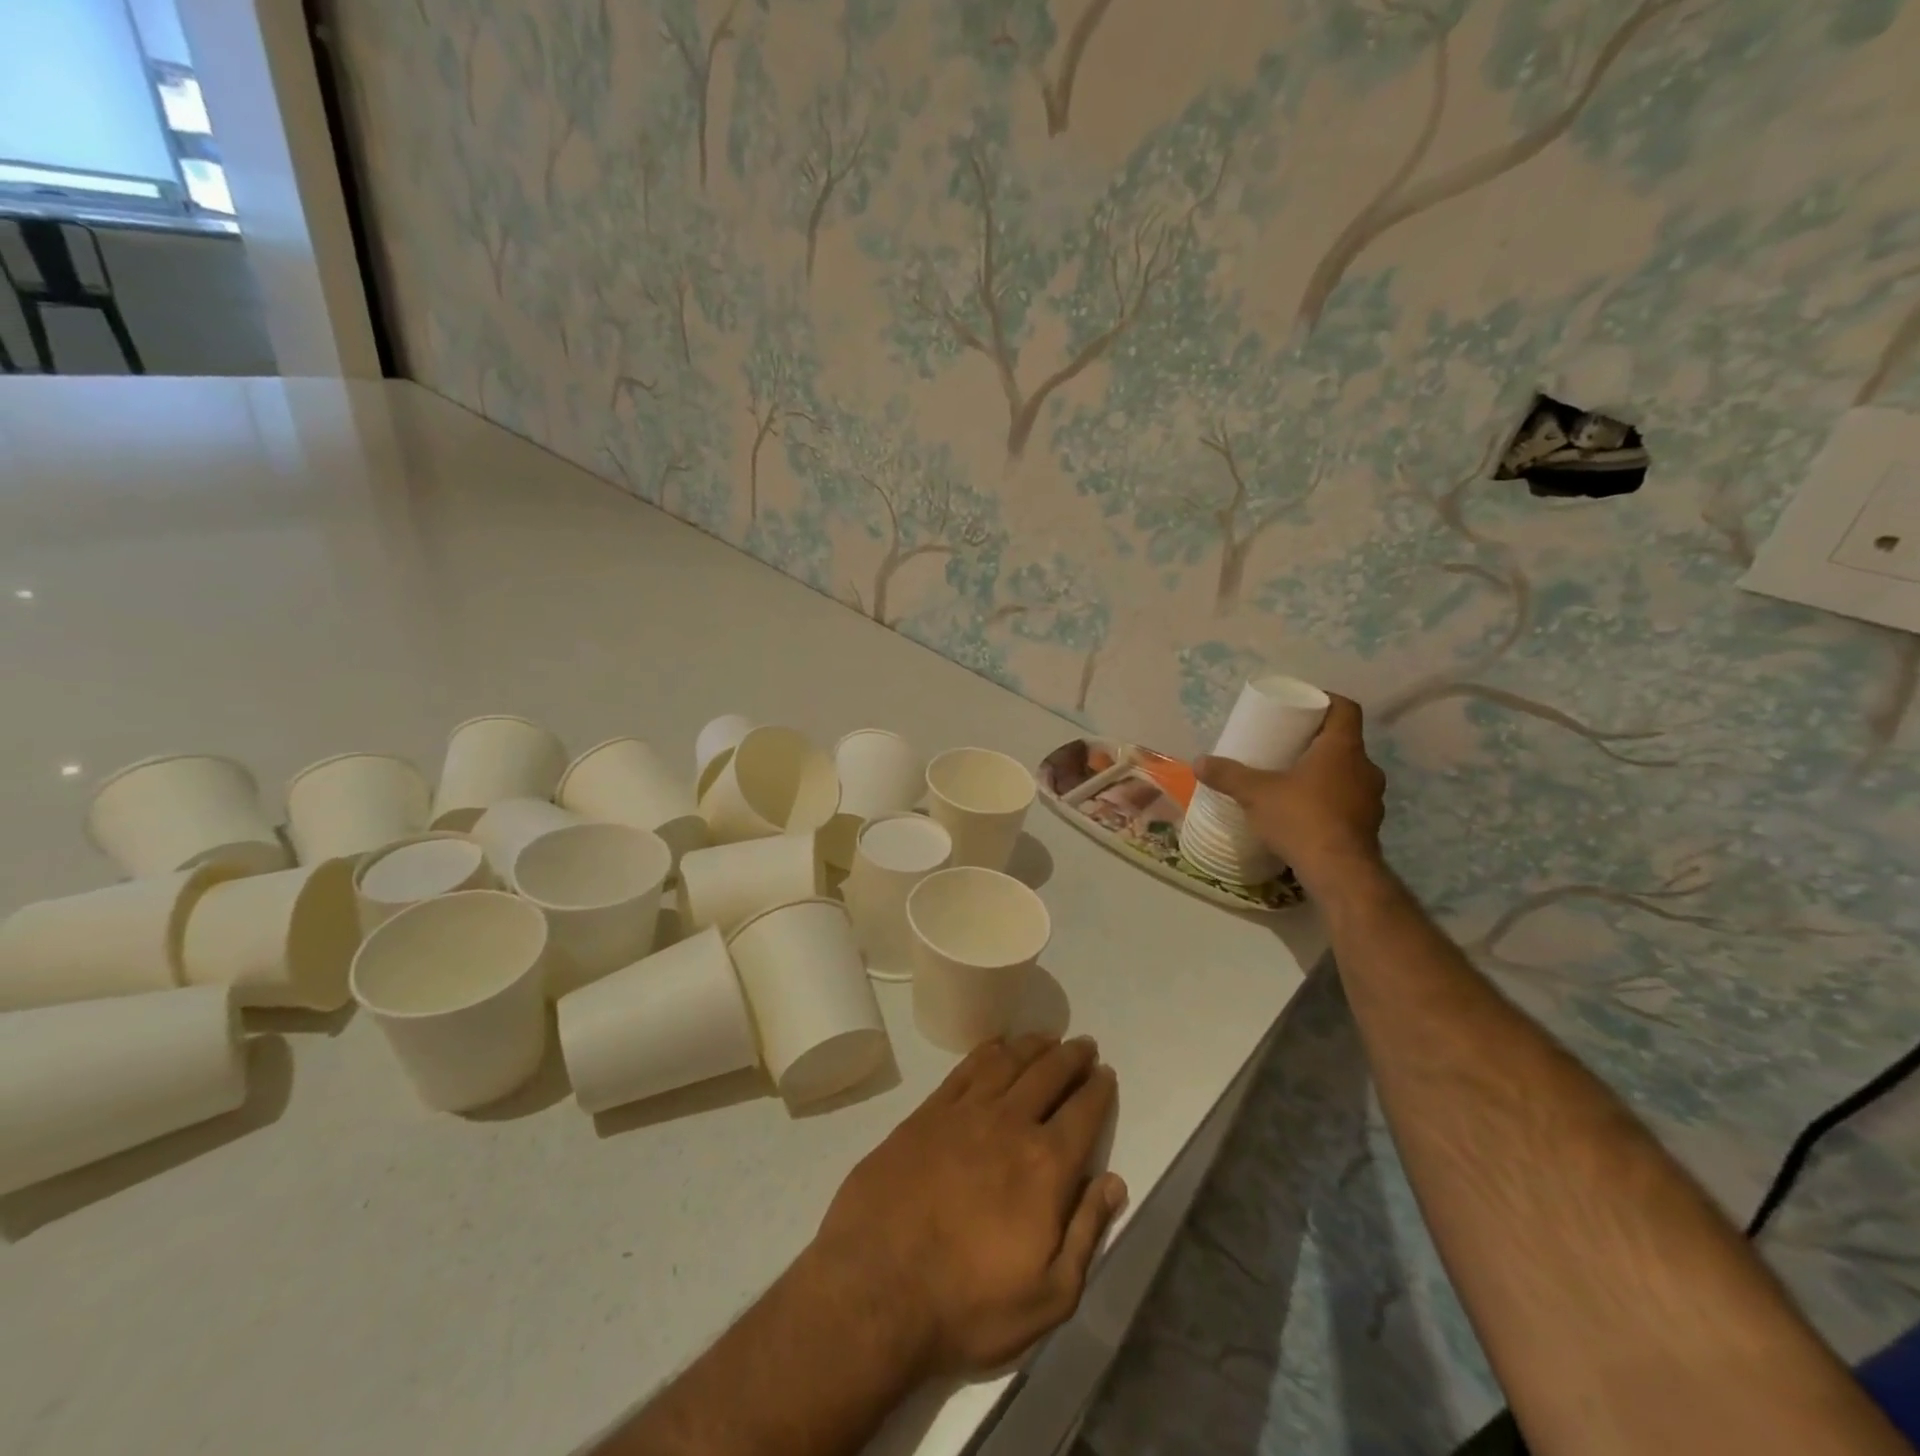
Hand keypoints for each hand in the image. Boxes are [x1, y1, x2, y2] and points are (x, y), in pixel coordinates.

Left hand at [810, 1035, 1124, 1375]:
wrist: (877, 1288)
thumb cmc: (968, 1304)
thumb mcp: (1048, 1297)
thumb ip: (1087, 1234)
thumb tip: (1114, 1182)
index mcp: (1046, 1166)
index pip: (1083, 1112)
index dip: (1098, 1089)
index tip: (1106, 1073)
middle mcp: (1010, 1124)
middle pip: (1048, 1074)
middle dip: (1071, 1056)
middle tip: (1084, 1044)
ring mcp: (965, 1113)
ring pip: (1008, 1062)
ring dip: (1033, 1045)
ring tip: (1048, 1036)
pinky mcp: (927, 1112)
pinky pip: (965, 1068)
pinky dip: (987, 1051)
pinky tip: (996, 1045)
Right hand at [1194, 694, 1386, 893]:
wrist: (1338, 872)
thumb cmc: (1301, 818)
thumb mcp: (1255, 793)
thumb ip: (1228, 775)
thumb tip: (1199, 762)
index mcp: (1342, 748)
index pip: (1345, 708)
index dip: (1326, 701)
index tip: (1302, 706)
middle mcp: (1365, 768)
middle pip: (1344, 742)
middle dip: (1316, 741)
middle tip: (1287, 745)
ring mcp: (1371, 799)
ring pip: (1347, 773)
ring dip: (1324, 773)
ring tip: (1293, 780)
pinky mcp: (1368, 826)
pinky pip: (1348, 801)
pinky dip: (1329, 801)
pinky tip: (1305, 812)